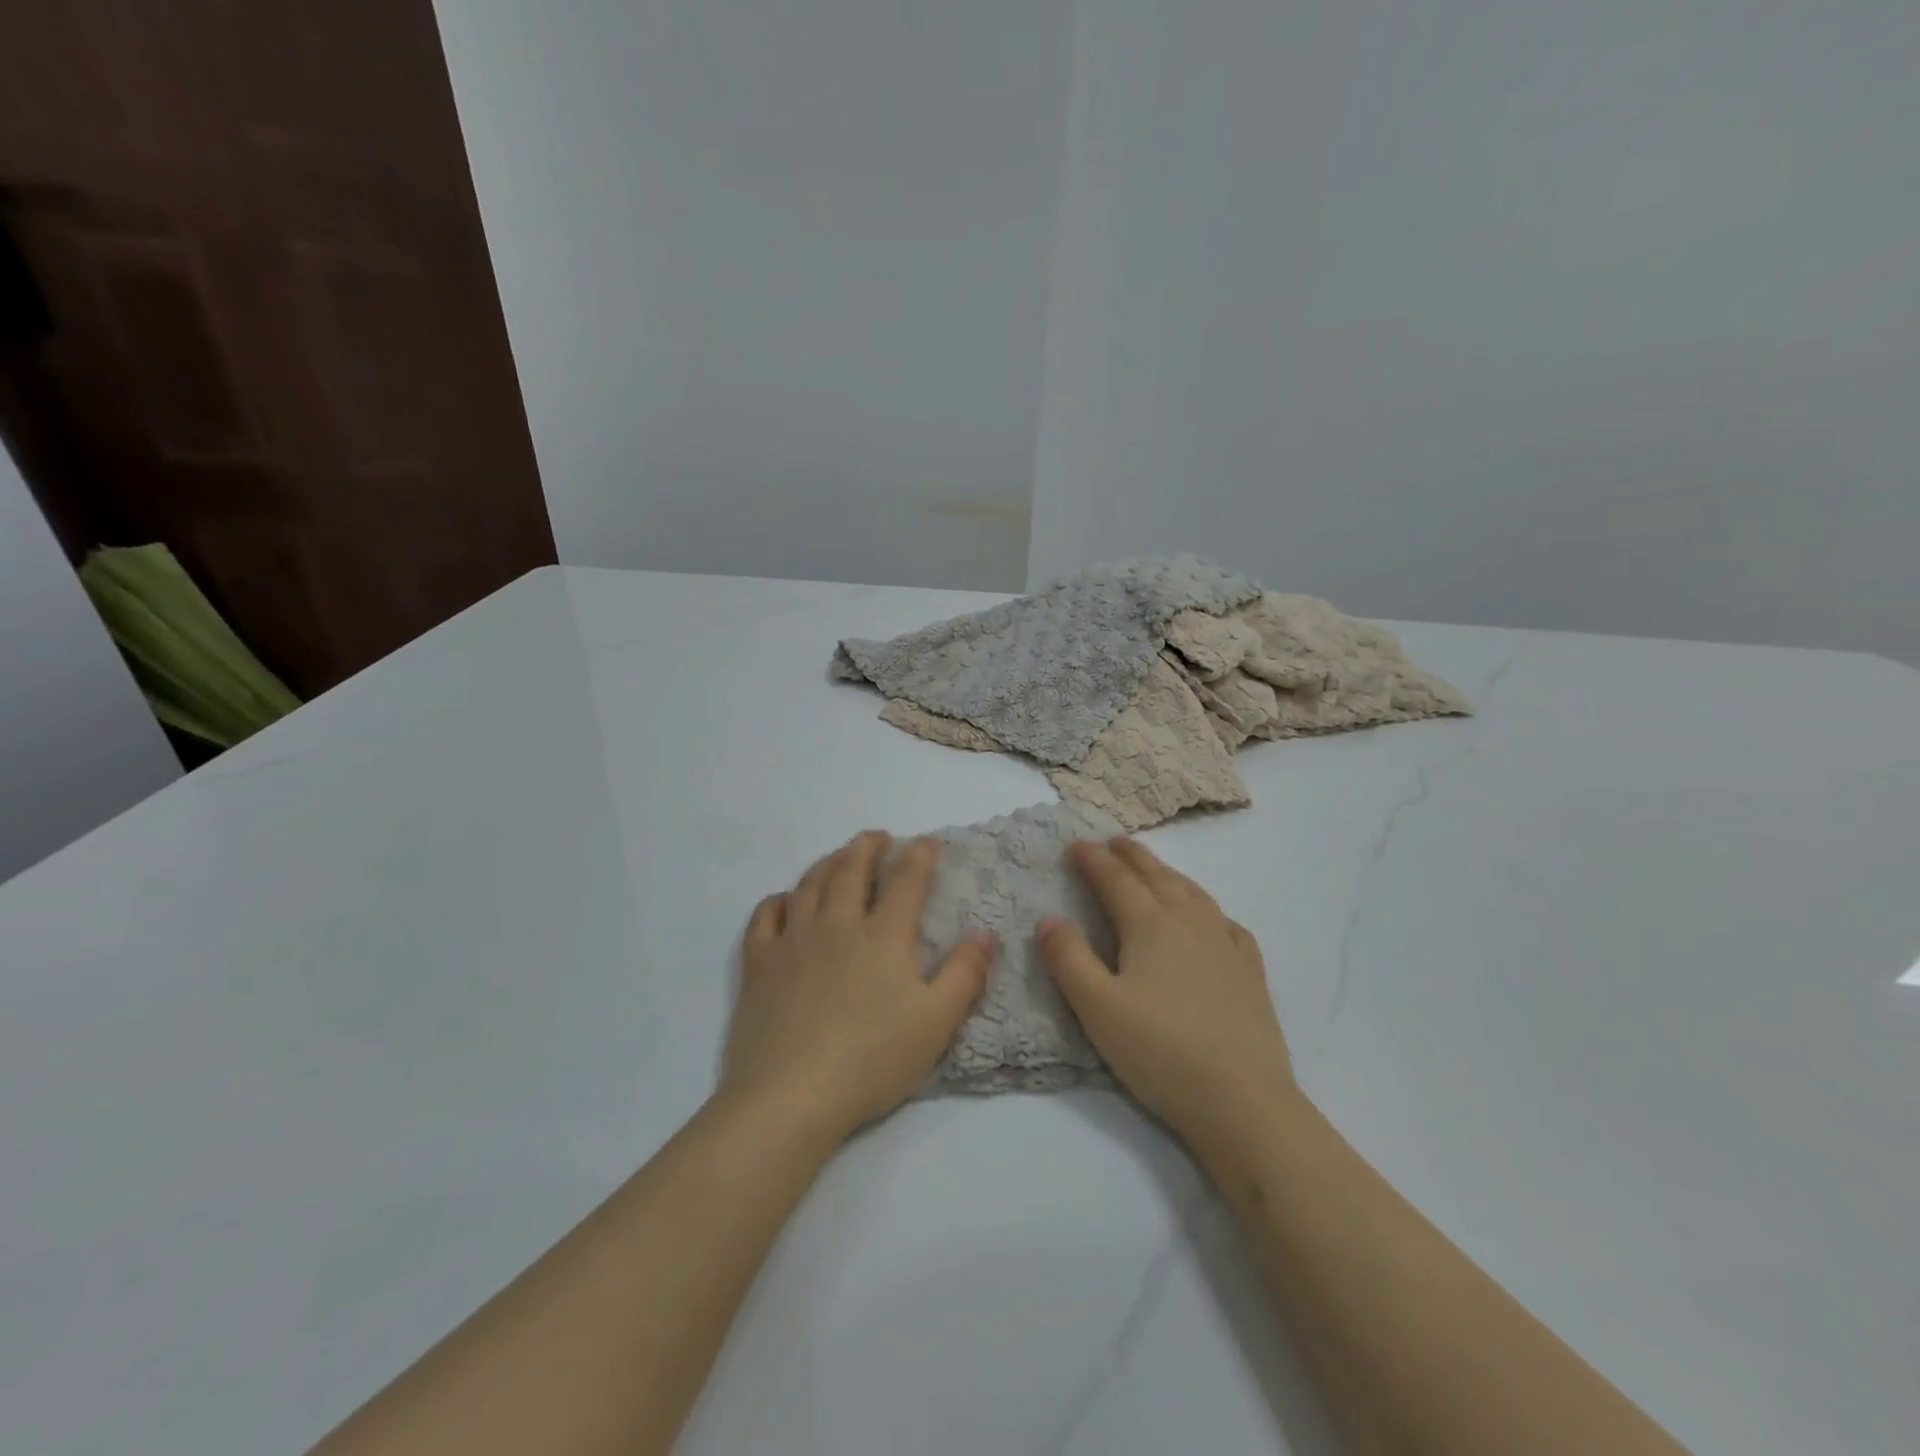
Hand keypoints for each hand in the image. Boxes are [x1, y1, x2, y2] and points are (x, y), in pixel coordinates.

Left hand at [722, 831, 996, 1141]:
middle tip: (878, 837)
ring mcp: (793, 941)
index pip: (906, 881)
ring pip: (809, 885)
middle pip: (852, 870)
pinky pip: (765, 917)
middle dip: (868, 847)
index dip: (919, 856)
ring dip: (827, 863)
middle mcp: (837, 924)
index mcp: (883, 935)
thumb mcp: (937, 1022)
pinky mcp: (759, 964)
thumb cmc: (873, 1059)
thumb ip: (965, 973)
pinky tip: (784, 900)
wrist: (791, 1096)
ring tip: (838, 857)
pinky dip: (777, 900)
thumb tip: (985, 933)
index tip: (928, 841)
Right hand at [1039, 837, 1293, 1141]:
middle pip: (1157, 876)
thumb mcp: (1097, 1008)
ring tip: (1155, 868)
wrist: (1242, 1100)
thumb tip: (1049, 920)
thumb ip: (1069, 959)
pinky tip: (1210, 918)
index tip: (1075, 845)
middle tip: (1113, 842)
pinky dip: (1209, 909)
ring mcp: (1226, 944)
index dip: (1093, 860)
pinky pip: (1227, 923)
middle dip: (1131, 856)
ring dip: (1168, 873)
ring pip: (1193, 893)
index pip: (1115, 880)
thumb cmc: (1160, 1052)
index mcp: (1150, 925)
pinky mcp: (1250, 972)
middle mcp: (1189, 922)